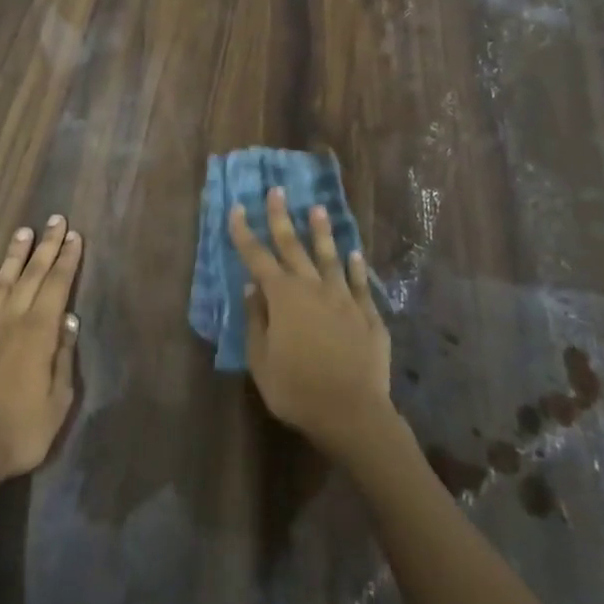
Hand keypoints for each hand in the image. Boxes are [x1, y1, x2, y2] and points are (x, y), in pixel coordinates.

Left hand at [0, 216, 82, 486]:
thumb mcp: (58, 403)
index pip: (57, 285)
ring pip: (2, 280)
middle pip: (32, 274)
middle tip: (55, 219)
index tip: (74, 236)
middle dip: (46, 246)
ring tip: (24, 232)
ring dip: (14, 255)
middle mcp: (11, 319)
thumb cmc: (18, 431)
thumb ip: (63, 358)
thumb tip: (68, 321)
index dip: (67, 260)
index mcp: (39, 333)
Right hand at [230, 188, 392, 459]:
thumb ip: (256, 320)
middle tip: (277, 190)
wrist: (353, 413)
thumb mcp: (261, 361)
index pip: (257, 256)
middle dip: (281, 217)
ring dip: (322, 232)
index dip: (243, 231)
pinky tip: (354, 253)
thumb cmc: (297, 390)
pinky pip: (360, 283)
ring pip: (329, 257)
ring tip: (318, 208)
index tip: (235, 207)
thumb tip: (252, 286)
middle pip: (293, 246)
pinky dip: (356, 266)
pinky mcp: (367, 314)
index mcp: (282, 297)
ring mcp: (343, 298)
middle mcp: (312, 288)